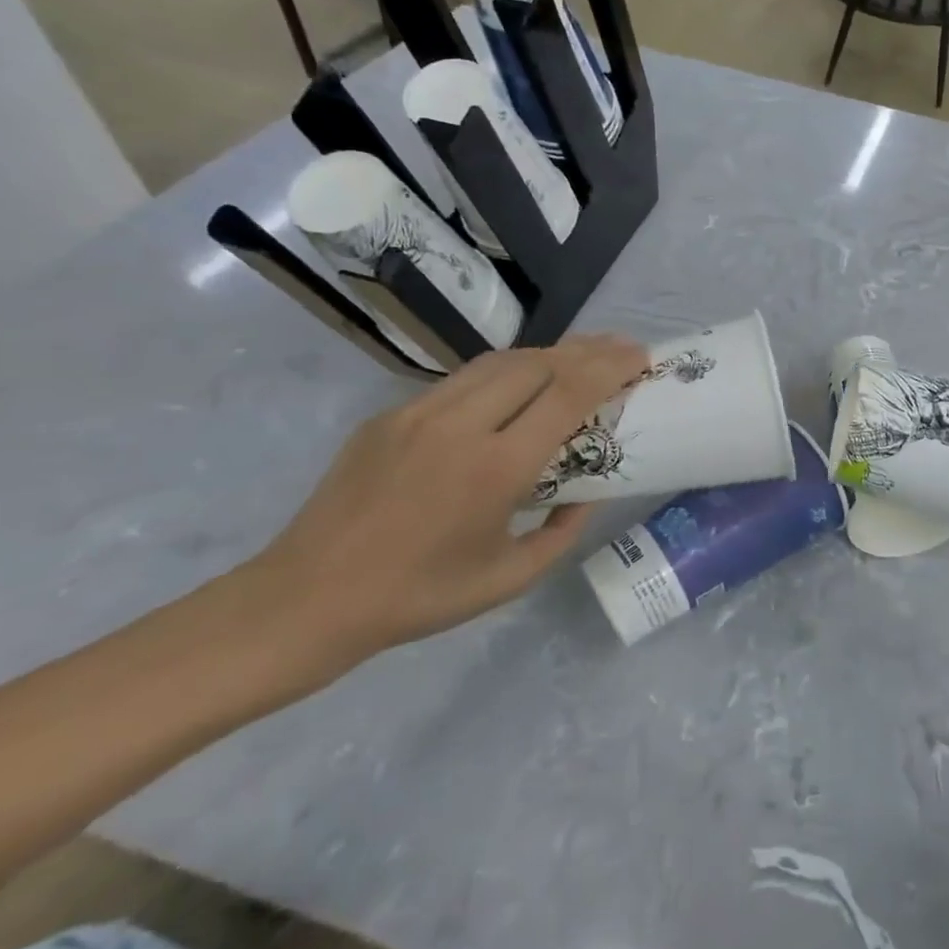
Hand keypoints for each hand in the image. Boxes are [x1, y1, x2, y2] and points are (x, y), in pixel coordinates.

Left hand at [237, 335, 646, 668]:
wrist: (307, 598)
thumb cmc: (420, 597)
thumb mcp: (511, 578)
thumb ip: (562, 531)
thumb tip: (586, 495)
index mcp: (496, 468)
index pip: (567, 394)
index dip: (610, 367)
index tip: (640, 357)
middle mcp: (461, 426)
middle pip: (538, 363)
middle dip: (587, 350)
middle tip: (620, 351)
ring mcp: (419, 413)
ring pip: (499, 362)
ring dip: (547, 355)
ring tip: (578, 358)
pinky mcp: (390, 415)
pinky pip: (462, 380)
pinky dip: (504, 373)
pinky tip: (518, 386)